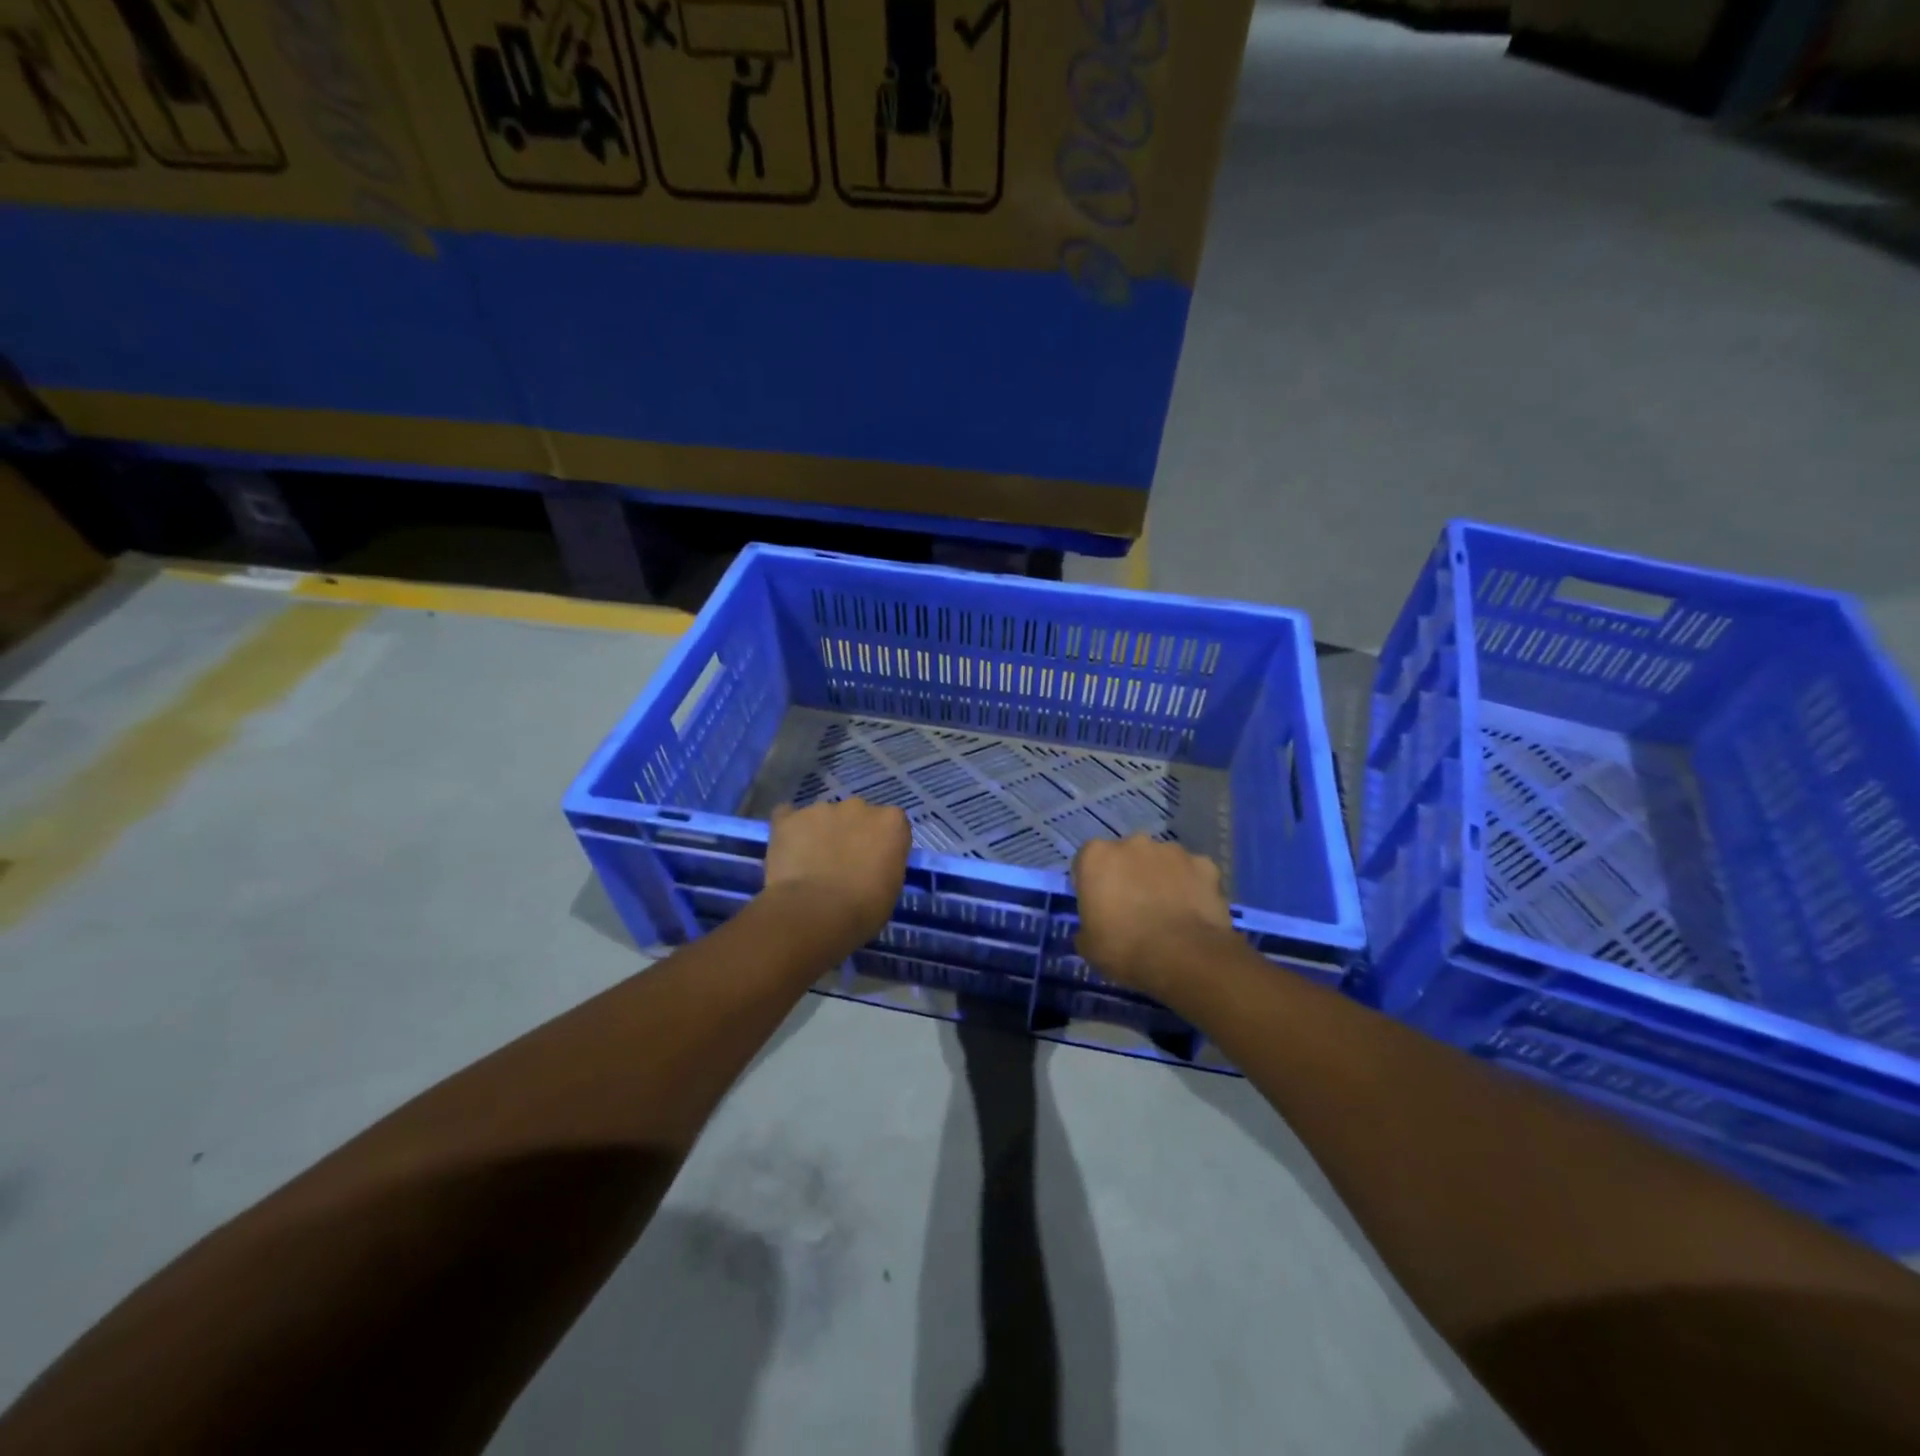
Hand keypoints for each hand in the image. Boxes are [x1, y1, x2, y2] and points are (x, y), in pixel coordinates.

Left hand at [762, 798, 911, 944]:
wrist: (814, 913)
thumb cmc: (863, 909)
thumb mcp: (891, 889)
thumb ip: (884, 865)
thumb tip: (870, 865)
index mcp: (891, 822)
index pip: (892, 824)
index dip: (882, 844)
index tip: (875, 863)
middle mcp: (859, 806)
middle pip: (857, 815)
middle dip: (852, 833)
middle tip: (843, 863)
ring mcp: (821, 809)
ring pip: (824, 816)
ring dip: (821, 832)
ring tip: (811, 863)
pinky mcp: (789, 819)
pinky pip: (788, 816)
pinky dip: (789, 829)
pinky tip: (787, 849)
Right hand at [1072, 835, 1234, 996]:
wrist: (1184, 957)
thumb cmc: (1124, 949)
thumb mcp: (1088, 946)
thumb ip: (1087, 927)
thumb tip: (1092, 929)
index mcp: (1097, 856)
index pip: (1087, 862)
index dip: (1092, 884)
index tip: (1099, 907)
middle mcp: (1133, 842)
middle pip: (1126, 856)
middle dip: (1128, 875)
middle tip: (1133, 908)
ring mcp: (1172, 851)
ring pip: (1161, 861)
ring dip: (1160, 878)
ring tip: (1167, 912)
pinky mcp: (1204, 864)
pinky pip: (1192, 873)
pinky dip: (1191, 887)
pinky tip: (1193, 912)